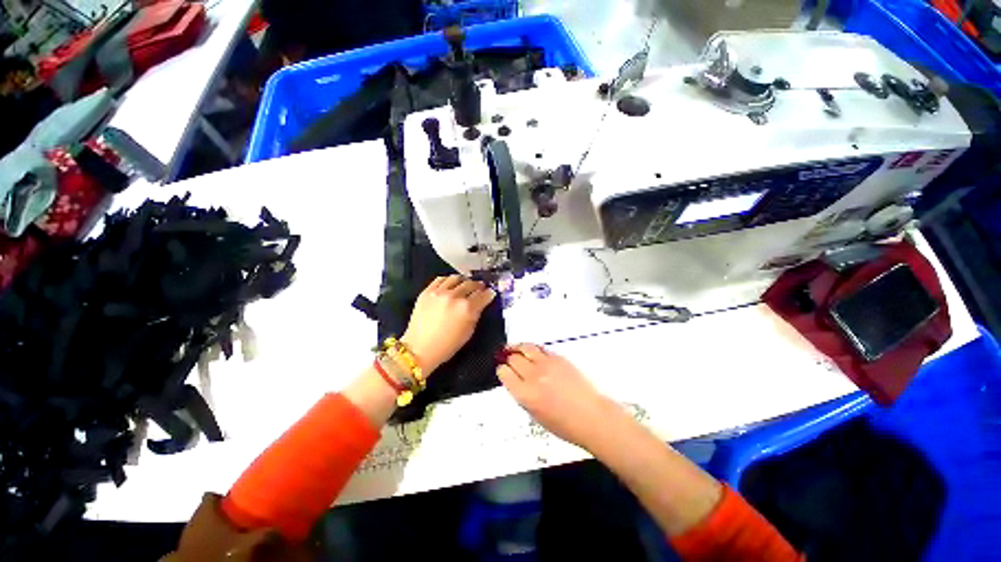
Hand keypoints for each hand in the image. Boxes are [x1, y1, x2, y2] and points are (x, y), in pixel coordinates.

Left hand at [401, 275, 494, 375]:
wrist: (420, 348)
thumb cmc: (446, 346)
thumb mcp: (468, 333)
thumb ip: (476, 315)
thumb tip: (480, 304)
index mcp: (467, 309)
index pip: (483, 295)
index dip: (489, 294)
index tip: (490, 293)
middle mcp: (454, 297)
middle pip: (470, 284)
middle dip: (477, 286)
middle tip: (479, 289)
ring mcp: (439, 292)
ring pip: (456, 278)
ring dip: (463, 281)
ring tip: (464, 285)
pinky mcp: (427, 291)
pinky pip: (440, 279)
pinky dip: (448, 281)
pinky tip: (450, 285)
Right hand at [497, 344, 620, 448]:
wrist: (590, 417)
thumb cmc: (566, 424)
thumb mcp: (534, 415)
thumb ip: (522, 396)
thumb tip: (516, 383)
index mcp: (525, 394)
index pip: (504, 373)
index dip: (502, 371)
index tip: (503, 371)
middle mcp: (535, 377)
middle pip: (513, 358)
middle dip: (508, 359)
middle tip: (507, 360)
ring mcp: (549, 366)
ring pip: (526, 348)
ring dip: (518, 348)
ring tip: (514, 349)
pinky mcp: (561, 359)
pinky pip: (541, 349)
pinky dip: (534, 349)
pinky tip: (532, 352)